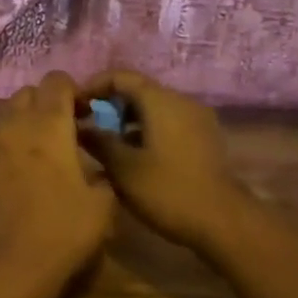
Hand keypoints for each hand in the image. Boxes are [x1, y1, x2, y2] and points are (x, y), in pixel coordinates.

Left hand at [0, 72, 115, 284]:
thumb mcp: (101, 207)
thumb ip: (100, 177)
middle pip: (27, 94)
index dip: (71, 92)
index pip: (57, 81)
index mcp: (48, 124)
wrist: (1, 270)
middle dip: (43, 106)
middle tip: (57, 135)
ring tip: (28, 159)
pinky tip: (2, 180)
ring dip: (18, 128)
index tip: (81, 114)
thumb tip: (92, 171)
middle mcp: (11, 123)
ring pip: (1, 119)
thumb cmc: (59, 234)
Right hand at [79, 70, 253, 252]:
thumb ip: (98, 141)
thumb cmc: (167, 190)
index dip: (94, 86)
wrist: (223, 221)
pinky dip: (148, 131)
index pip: (121, 76)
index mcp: (161, 100)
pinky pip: (169, 123)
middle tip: (88, 128)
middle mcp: (181, 101)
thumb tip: (79, 125)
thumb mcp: (123, 168)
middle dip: (110, 106)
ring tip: (108, 146)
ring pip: (154, 108)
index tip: (74, 106)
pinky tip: (136, 157)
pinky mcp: (204, 138)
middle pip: (139, 90)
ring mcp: (197, 119)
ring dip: (129, 121)